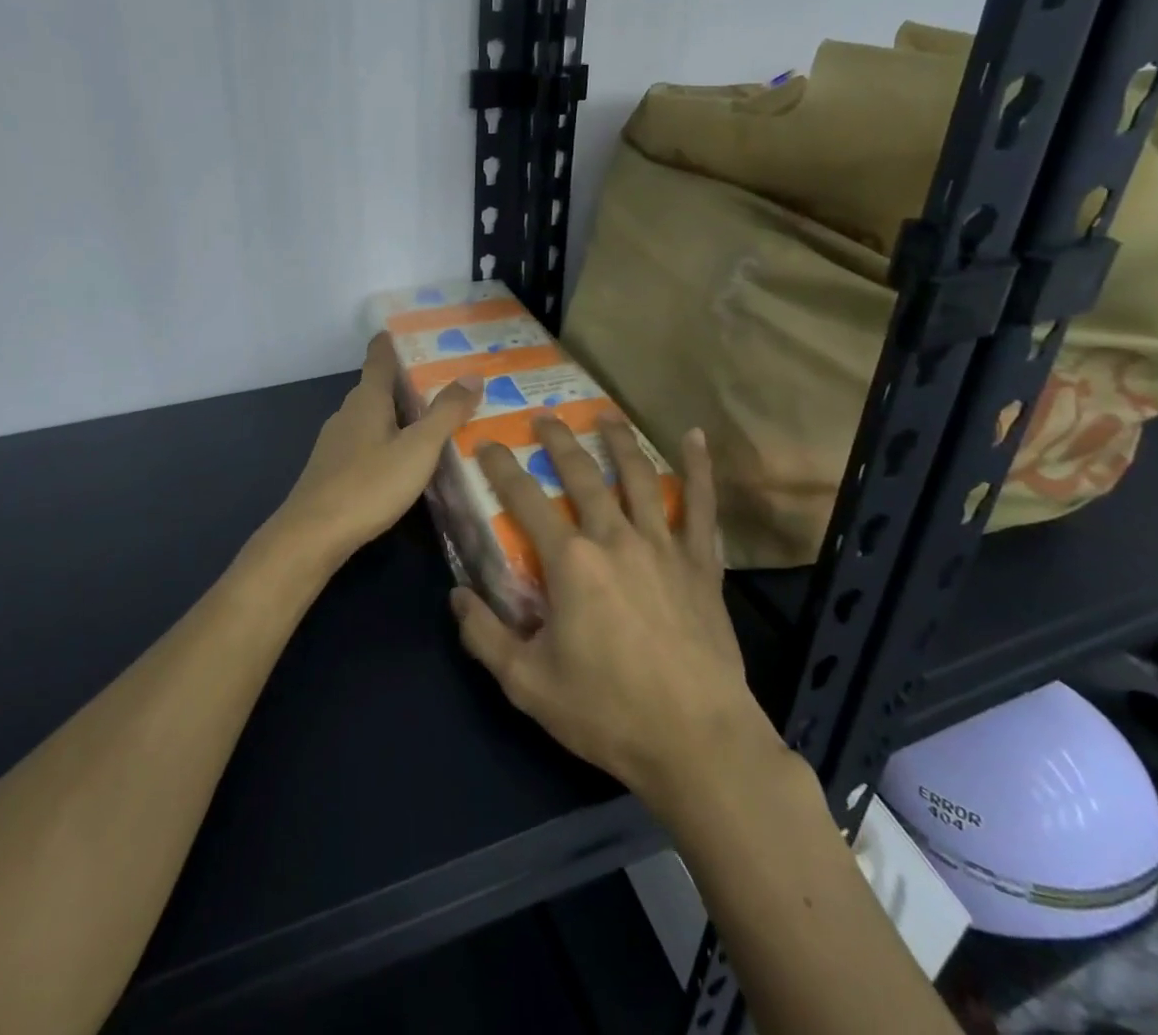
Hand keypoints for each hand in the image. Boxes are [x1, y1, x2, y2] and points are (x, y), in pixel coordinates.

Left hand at [268, 333, 482, 571]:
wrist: (313, 535)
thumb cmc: (369, 484)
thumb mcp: (418, 449)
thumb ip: (445, 413)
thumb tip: (472, 375)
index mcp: (367, 399)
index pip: (379, 357)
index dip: (393, 341)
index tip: (413, 331)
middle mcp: (348, 413)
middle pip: (378, 387)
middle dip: (407, 381)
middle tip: (445, 380)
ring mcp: (337, 442)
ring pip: (372, 416)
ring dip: (399, 413)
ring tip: (432, 418)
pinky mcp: (333, 468)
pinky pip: (366, 441)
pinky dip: (387, 439)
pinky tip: (404, 457)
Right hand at [452, 414, 781, 809]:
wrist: (698, 742)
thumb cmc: (608, 713)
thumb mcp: (527, 684)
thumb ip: (485, 636)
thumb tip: (456, 596)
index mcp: (570, 562)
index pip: (525, 499)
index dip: (501, 467)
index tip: (486, 442)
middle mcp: (614, 538)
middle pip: (582, 475)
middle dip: (558, 441)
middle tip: (544, 416)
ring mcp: (662, 546)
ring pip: (639, 477)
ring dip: (619, 441)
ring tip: (605, 414)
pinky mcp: (700, 564)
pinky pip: (701, 506)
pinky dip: (700, 469)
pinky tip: (696, 437)